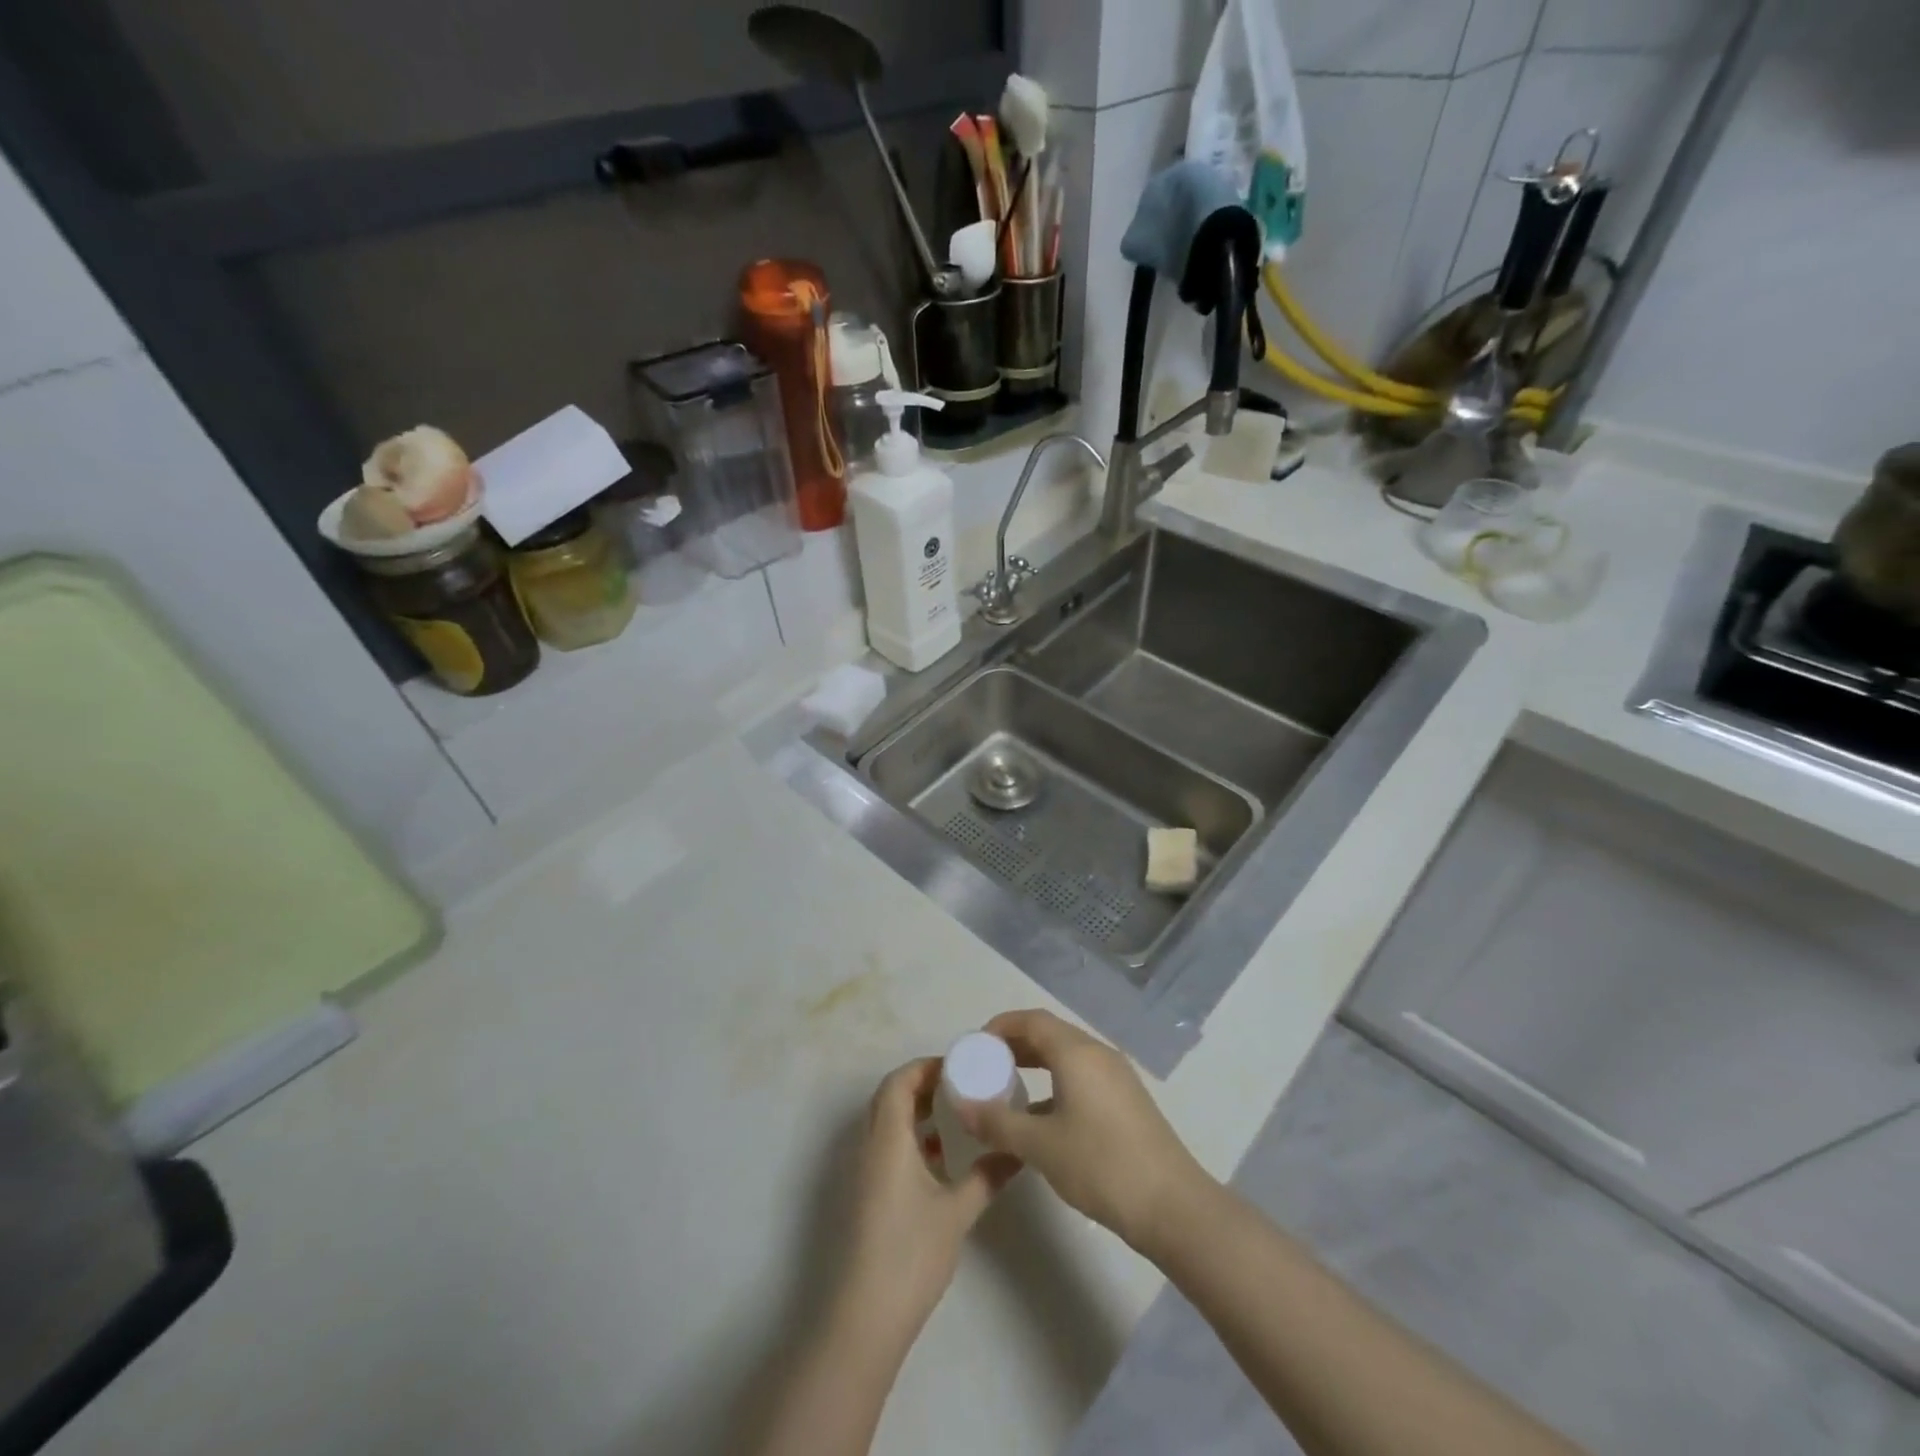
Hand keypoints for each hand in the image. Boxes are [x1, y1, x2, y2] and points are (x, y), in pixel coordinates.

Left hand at [837, 1058, 1015, 1348]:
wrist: (865, 1316)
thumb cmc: (911, 1253)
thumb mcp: (958, 1212)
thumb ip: (987, 1176)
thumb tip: (1018, 1152)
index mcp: (887, 1139)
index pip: (899, 1082)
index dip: (925, 1067)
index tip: (957, 1066)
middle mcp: (869, 1146)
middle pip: (889, 1097)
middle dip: (921, 1085)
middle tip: (958, 1085)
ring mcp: (862, 1172)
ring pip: (885, 1123)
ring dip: (914, 1112)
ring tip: (952, 1117)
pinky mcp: (864, 1195)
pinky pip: (884, 1147)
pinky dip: (907, 1139)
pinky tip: (937, 1159)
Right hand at [958, 1009, 1208, 1252]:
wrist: (1172, 1206)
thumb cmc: (1101, 1165)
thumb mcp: (1040, 1146)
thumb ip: (997, 1122)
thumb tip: (960, 1106)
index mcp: (1076, 1052)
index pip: (1031, 1020)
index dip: (999, 1026)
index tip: (974, 1046)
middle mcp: (1097, 1053)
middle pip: (1049, 1034)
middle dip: (1014, 1044)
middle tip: (984, 1066)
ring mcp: (1116, 1076)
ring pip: (1066, 1055)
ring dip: (1035, 1064)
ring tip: (1007, 1088)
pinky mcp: (1126, 1100)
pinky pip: (1081, 1075)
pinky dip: (1055, 1082)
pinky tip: (1041, 1117)